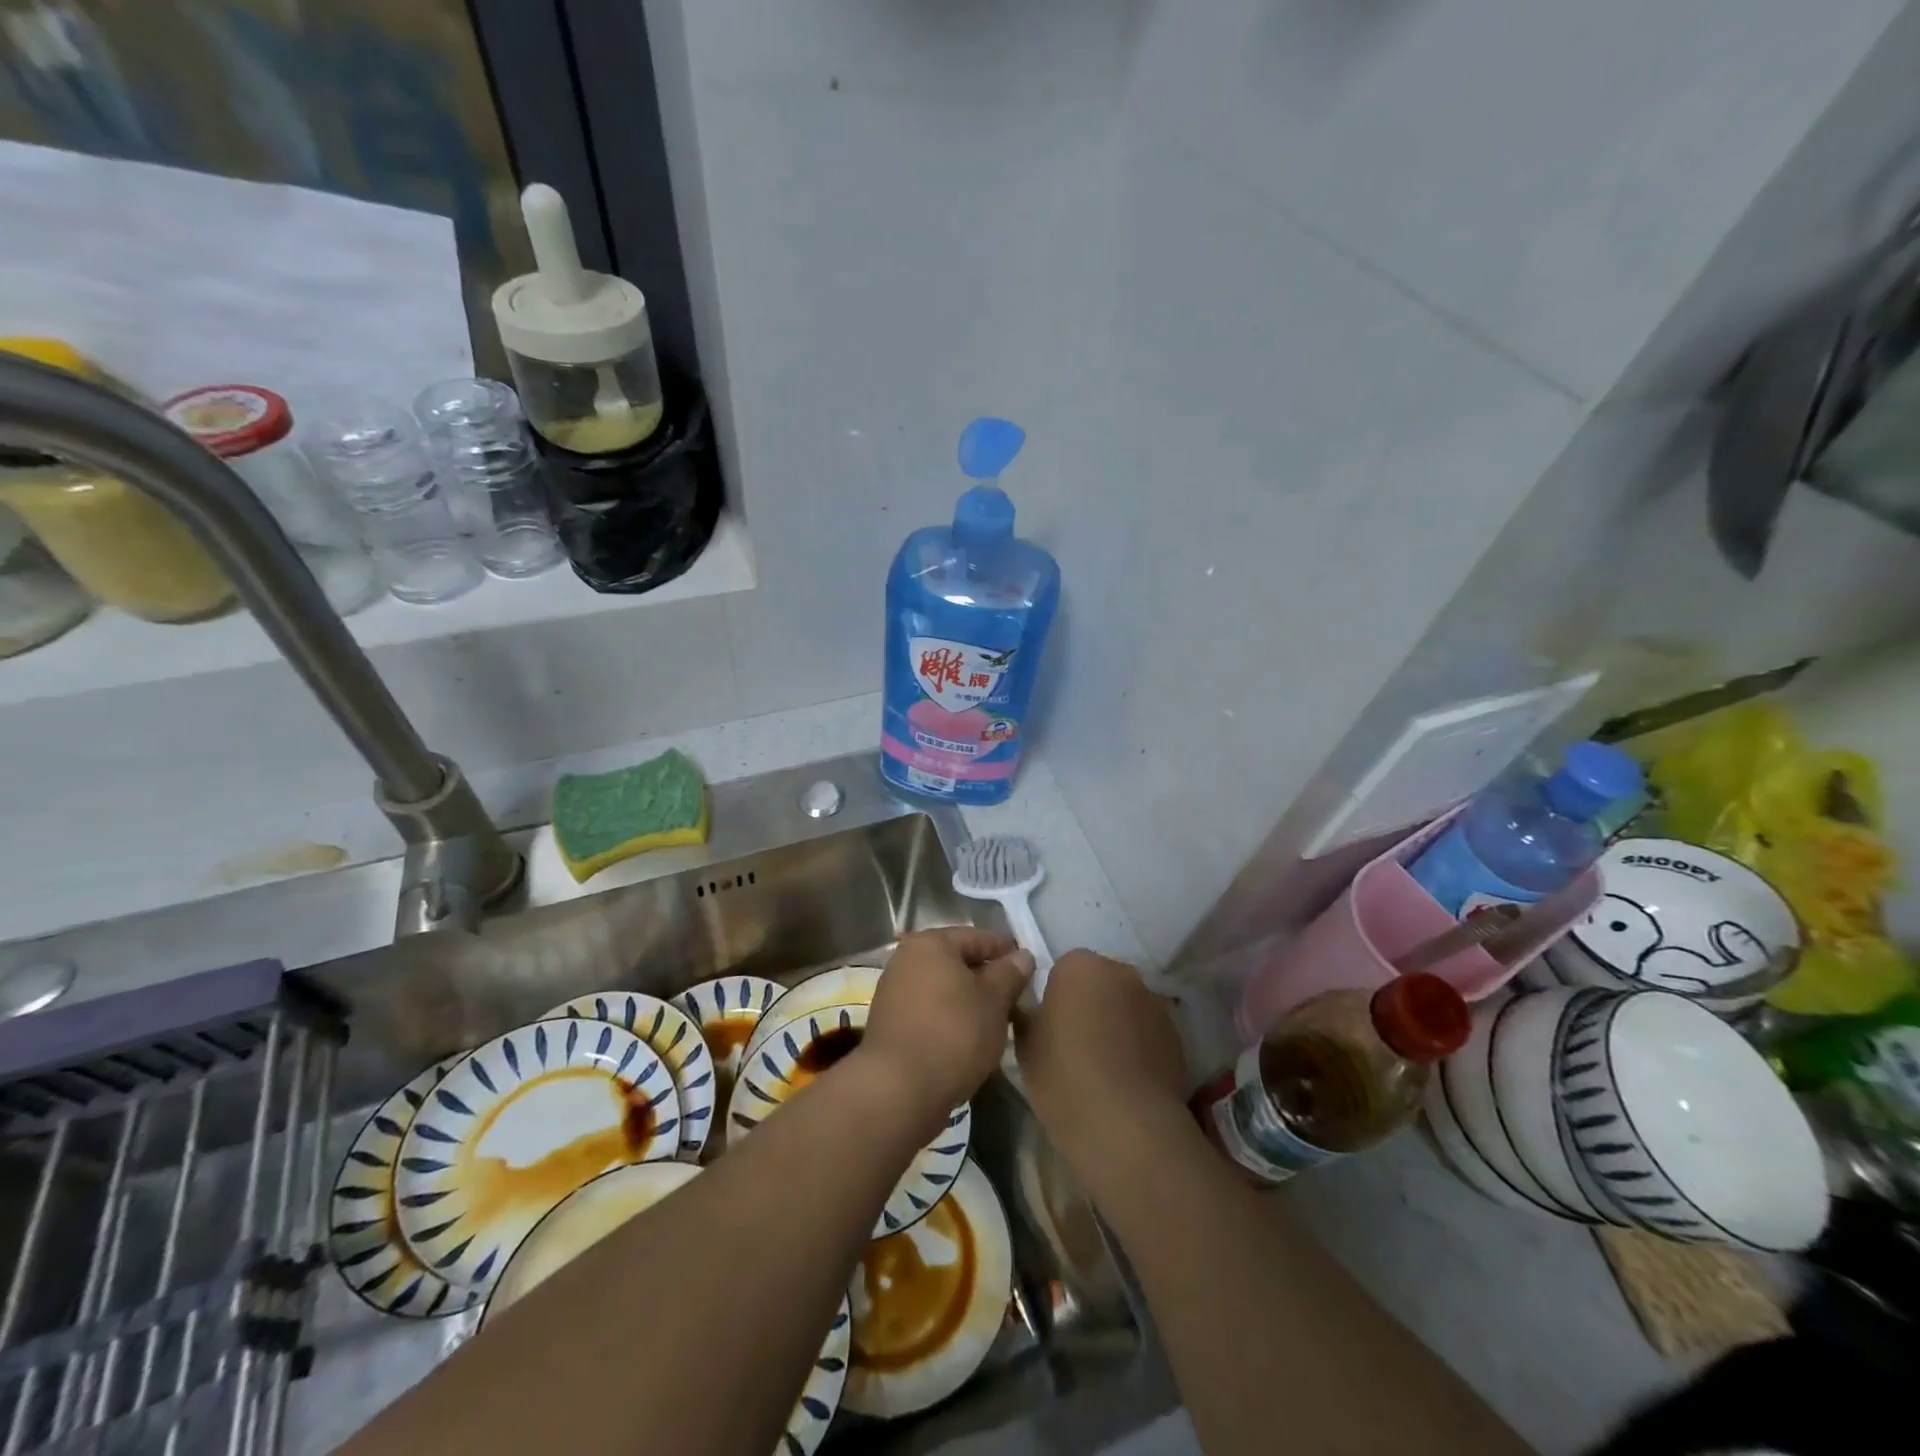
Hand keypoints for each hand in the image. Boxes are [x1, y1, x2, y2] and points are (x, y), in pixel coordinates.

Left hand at [860, 927, 1032, 1128]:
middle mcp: (907, 959)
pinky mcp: (891, 1024)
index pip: (978, 937)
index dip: (1007, 952)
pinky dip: (951, 1019)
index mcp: (930, 943)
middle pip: (958, 962)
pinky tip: (970, 1039)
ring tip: (998, 1022)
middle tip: (1018, 999)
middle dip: (989, 979)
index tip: (1031, 970)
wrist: (899, 1090)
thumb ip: (1010, 973)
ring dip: (970, 1001)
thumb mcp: (994, 1000)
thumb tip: (1023, 956)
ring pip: (945, 988)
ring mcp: (895, 992)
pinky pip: (931, 1011)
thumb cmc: (953, 1034)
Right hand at [1015, 949, 1188, 1172]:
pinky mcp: (1177, 1035)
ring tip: (1104, 1067)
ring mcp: (1153, 1002)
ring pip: (1126, 1006)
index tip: (1050, 1029)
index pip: (1062, 970)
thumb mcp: (1025, 1046)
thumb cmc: (1064, 1077)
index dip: (1055, 999)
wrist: (1127, 1127)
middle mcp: (1121, 972)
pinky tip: (1128, 1080)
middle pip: (1099, 982)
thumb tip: (1031, 1008)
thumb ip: (1027, 1015)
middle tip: (1074, 1045)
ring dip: (1116, 1024)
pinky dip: (1139, 1046)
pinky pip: (1148, 1032)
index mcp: (1079, 965)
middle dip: (1088, 1005)